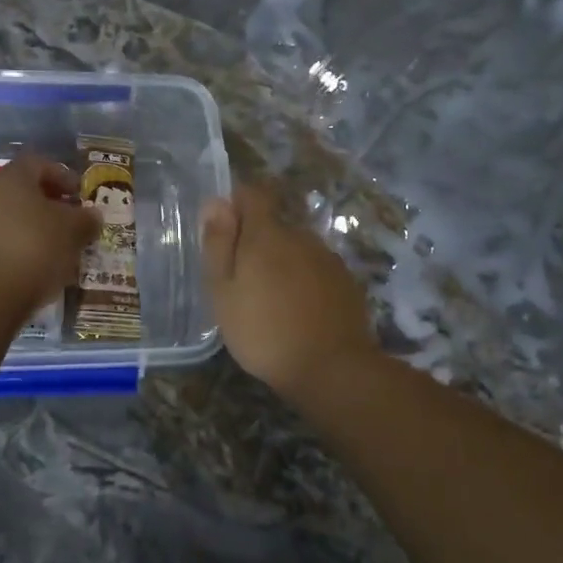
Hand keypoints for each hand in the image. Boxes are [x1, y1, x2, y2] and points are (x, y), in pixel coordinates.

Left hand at [0, 153, 98, 317]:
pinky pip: (0, 242)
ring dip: (34, 229)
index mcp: (13, 178)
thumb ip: (85, 219)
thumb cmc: (35, 247)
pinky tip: (36, 267)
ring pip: (11, 218)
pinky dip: (19, 248)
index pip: (39, 164)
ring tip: (57, 249)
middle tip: (71, 222)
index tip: (80, 194)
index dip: (63, 176)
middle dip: (49, 205)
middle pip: (23, 192)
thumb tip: (93, 214)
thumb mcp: (72, 231)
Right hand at [201, 185, 379, 397]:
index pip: (253, 194)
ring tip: (271, 301)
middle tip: (242, 280)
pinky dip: (304, 282)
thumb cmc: (263, 331)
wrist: (331, 368)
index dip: (236, 203)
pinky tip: (298, 311)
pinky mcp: (346, 282)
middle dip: (257, 242)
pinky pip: (316, 270)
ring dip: (282, 264)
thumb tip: (216, 202)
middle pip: (275, 225)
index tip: (224, 230)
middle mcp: (301, 236)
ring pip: (297, 249)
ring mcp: (328, 259)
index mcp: (267, 235)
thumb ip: (218, 244)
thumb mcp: (223, 292)